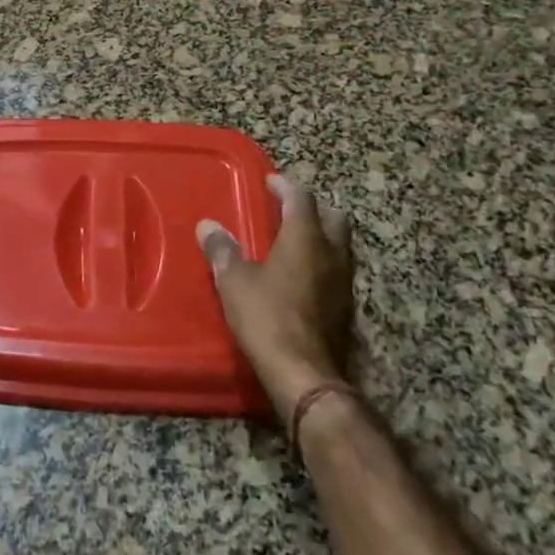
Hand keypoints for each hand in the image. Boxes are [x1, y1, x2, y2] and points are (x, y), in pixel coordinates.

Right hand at [198, 177, 355, 420]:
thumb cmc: (267, 316)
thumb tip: (208, 226)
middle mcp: (332, 254)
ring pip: (339, 246)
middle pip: (333, 218)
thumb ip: (223, 250)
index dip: (286, 186)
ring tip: (293, 241)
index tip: (271, 182)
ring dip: (320, 236)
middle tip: (288, 209)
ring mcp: (344, 282)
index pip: (302, 199)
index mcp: (306, 238)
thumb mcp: (234, 280)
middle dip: (312, 208)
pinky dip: (321, 263)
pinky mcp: (346, 309)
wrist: (304, 373)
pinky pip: (336, 272)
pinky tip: (301, 276)